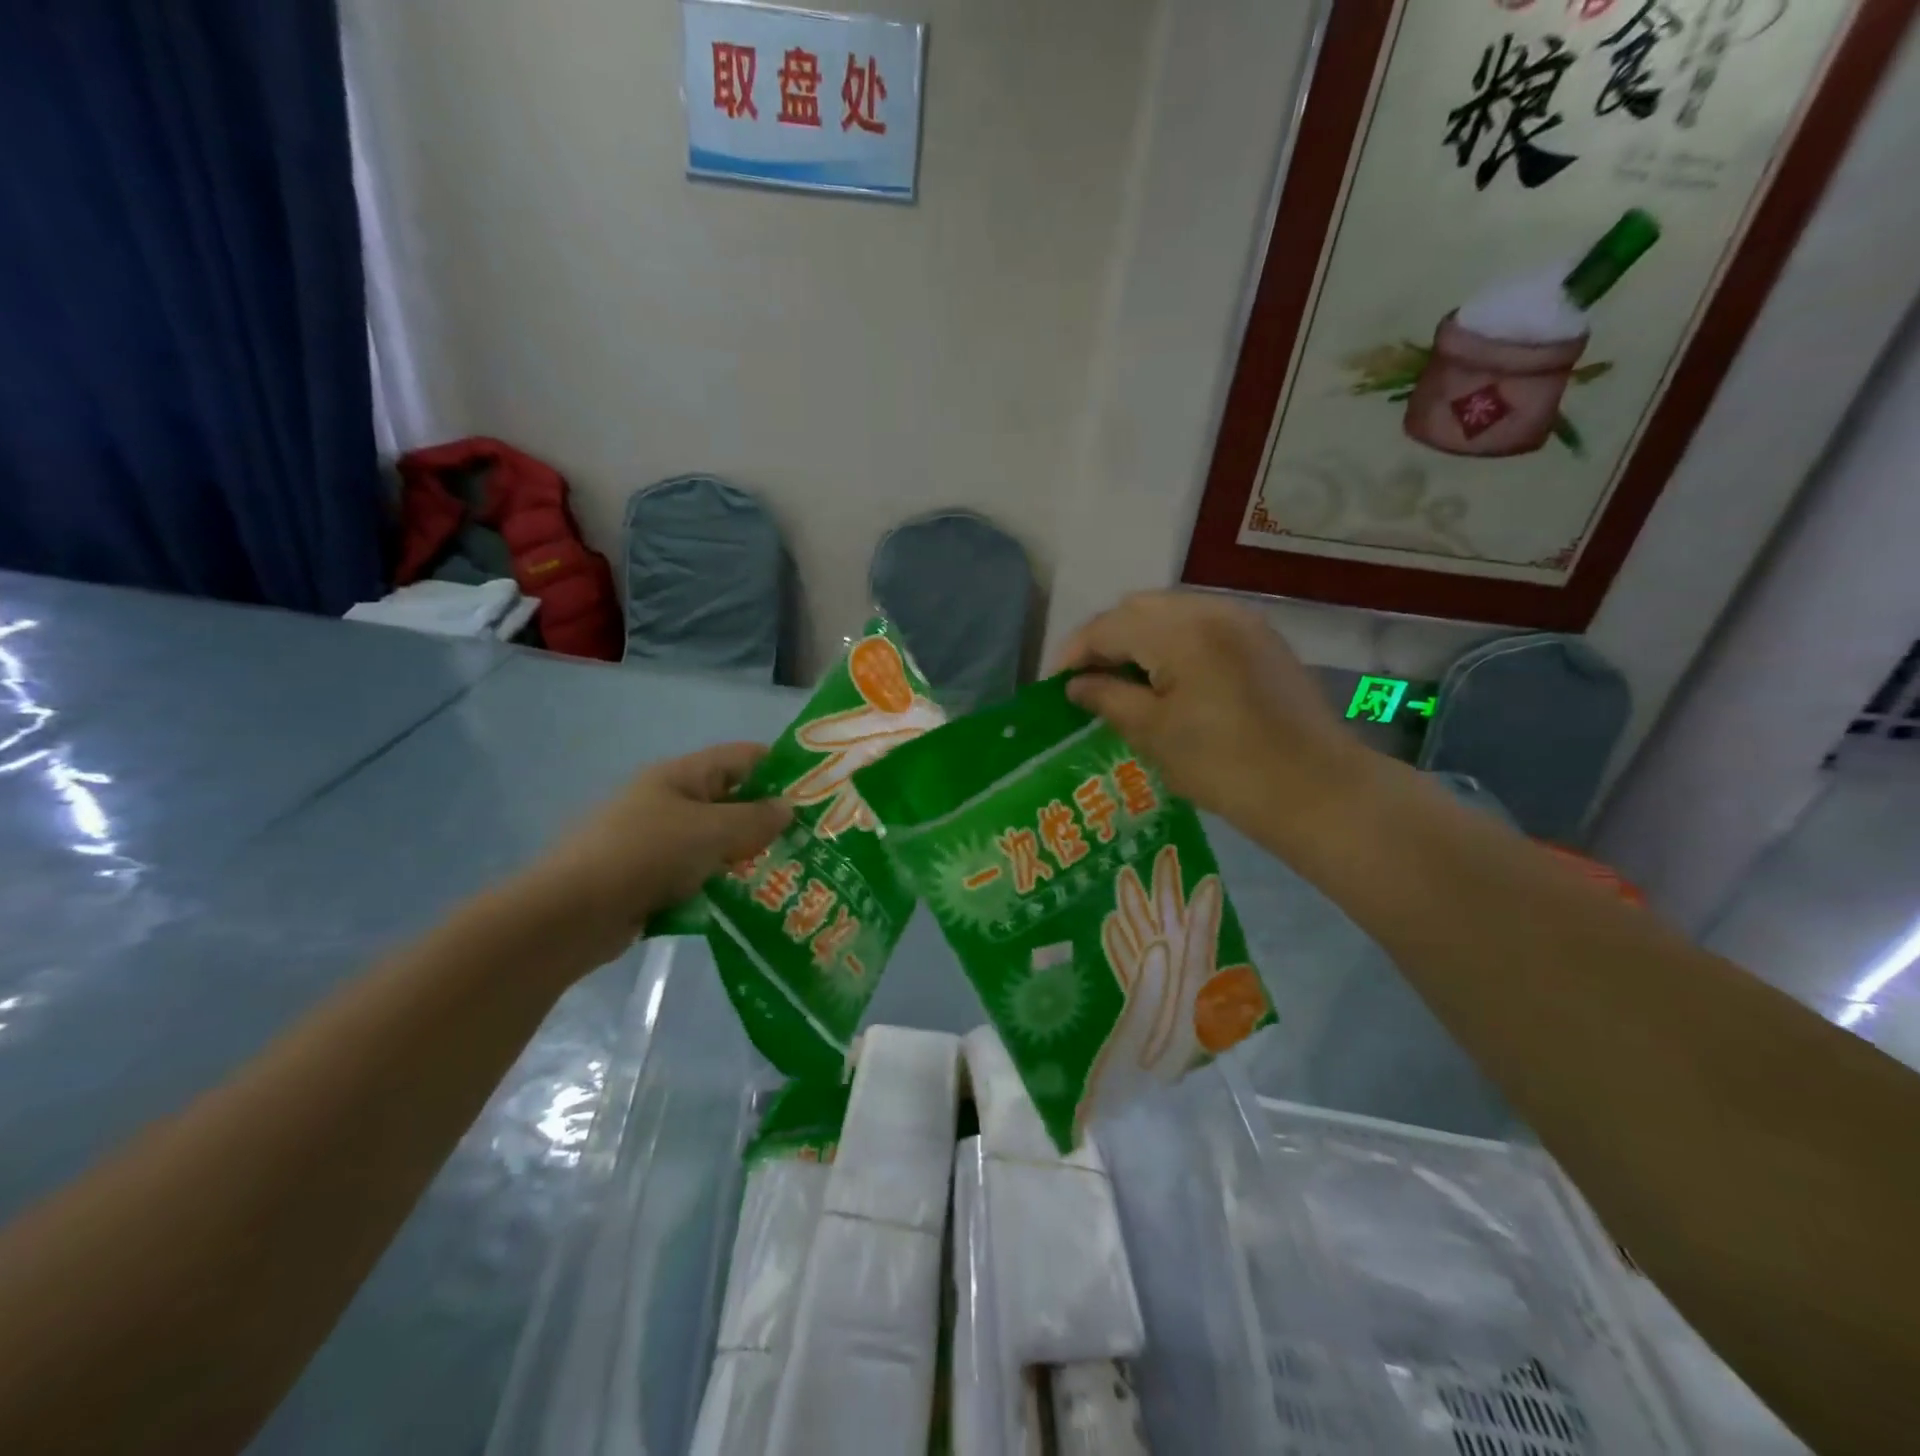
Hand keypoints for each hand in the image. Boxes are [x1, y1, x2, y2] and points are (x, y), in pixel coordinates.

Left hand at [525, 743, 792, 954]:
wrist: (571, 915)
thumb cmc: (645, 856)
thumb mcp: (709, 832)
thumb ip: (754, 818)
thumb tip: (788, 807)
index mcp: (680, 776)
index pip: (741, 757)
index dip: (779, 766)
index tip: (818, 789)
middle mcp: (669, 801)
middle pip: (730, 798)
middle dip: (768, 815)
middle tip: (812, 837)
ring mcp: (657, 840)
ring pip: (716, 839)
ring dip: (747, 852)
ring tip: (791, 869)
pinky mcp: (650, 877)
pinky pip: (698, 871)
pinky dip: (722, 880)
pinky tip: (752, 897)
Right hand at [1054, 591, 1361, 827]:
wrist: (1316, 789)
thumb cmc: (1224, 766)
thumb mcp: (1154, 734)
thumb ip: (1108, 699)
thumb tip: (1076, 685)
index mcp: (1180, 631)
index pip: (1108, 626)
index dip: (1073, 653)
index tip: (1054, 686)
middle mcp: (1211, 610)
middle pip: (1138, 609)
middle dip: (1104, 640)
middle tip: (1086, 681)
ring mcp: (1241, 621)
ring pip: (1169, 613)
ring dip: (1137, 639)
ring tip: (1121, 680)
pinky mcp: (1260, 639)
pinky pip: (1200, 625)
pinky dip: (1171, 643)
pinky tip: (1165, 678)